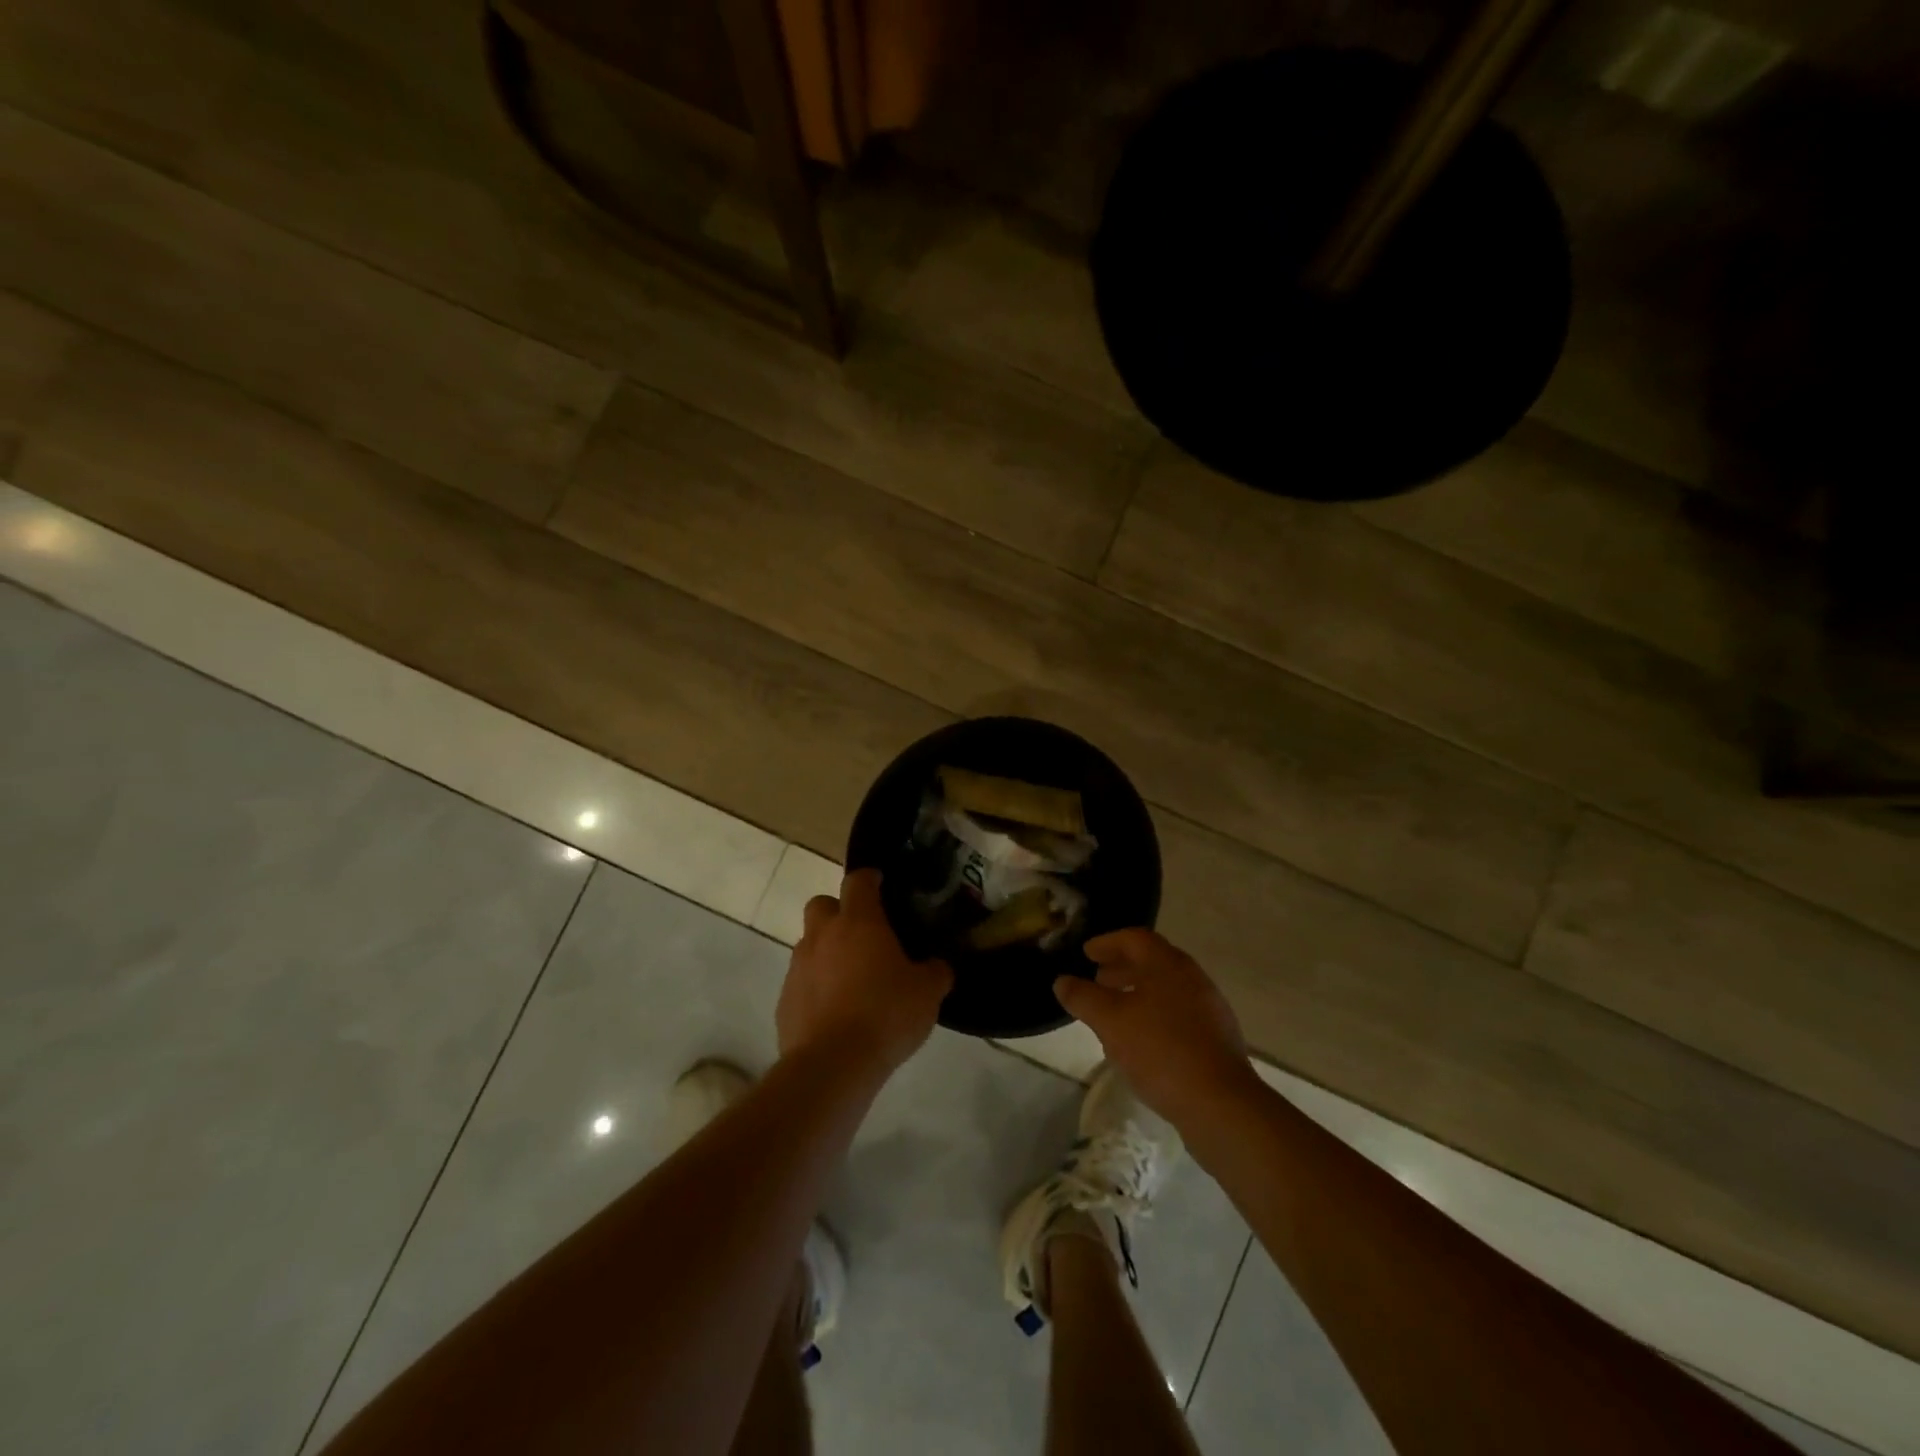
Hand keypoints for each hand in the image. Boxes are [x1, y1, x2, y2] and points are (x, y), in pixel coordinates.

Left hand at [777, 870, 952, 1077]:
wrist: (833, 1064)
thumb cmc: (886, 1014)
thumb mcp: (927, 992)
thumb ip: (935, 972)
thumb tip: (937, 966)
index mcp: (859, 922)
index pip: (858, 881)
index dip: (870, 879)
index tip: (880, 883)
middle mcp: (823, 935)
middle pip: (822, 905)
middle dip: (838, 912)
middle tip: (862, 934)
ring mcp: (799, 967)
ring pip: (809, 944)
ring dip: (826, 952)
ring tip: (851, 979)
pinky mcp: (785, 1000)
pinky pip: (801, 982)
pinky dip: (815, 988)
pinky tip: (835, 1012)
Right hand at [1054, 929, 1260, 1127]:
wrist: (1221, 1105)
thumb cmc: (1161, 1051)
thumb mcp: (1111, 1022)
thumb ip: (1084, 998)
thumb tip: (1062, 981)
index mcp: (1168, 965)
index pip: (1135, 938)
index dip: (1107, 943)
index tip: (1086, 953)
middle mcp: (1192, 979)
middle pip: (1153, 962)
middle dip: (1122, 969)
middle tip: (1097, 980)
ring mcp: (1209, 1009)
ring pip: (1165, 990)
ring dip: (1137, 995)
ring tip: (1113, 1014)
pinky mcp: (1215, 1039)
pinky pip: (1177, 1016)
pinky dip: (1153, 1017)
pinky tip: (1139, 1043)